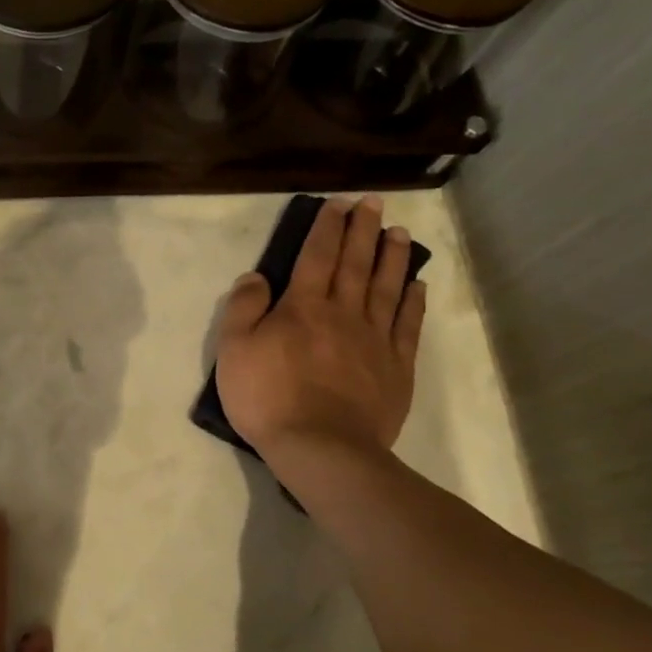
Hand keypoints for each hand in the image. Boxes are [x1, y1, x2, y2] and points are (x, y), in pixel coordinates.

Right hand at [214, 194, 425, 459]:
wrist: (321, 448)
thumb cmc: (268, 398)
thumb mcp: (234, 351)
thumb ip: (244, 308)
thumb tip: (256, 277)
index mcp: (303, 307)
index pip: (317, 256)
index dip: (327, 228)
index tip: (337, 205)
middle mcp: (344, 313)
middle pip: (356, 263)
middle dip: (363, 230)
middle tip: (373, 204)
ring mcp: (375, 339)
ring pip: (387, 287)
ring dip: (393, 257)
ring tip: (399, 233)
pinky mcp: (395, 367)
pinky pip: (407, 325)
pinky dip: (413, 302)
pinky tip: (417, 286)